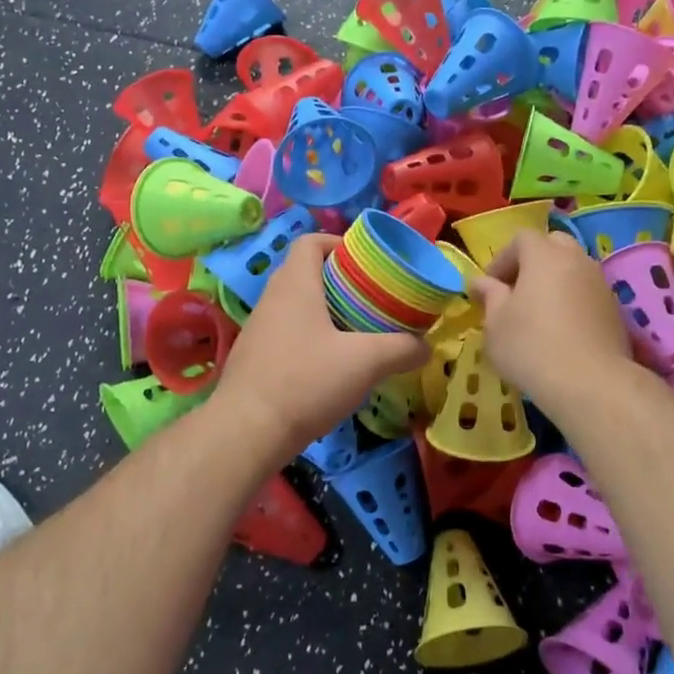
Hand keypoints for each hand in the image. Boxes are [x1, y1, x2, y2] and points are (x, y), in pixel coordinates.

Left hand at [210, 235, 425, 455]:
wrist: (247, 432)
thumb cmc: (306, 381)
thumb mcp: (366, 362)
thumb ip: (402, 349)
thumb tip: (425, 347)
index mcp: (295, 284)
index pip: (311, 241)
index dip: (339, 243)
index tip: (367, 263)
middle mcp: (272, 299)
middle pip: (307, 273)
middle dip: (342, 282)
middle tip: (374, 300)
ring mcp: (259, 330)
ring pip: (298, 307)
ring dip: (328, 313)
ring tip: (359, 333)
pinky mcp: (256, 359)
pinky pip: (289, 334)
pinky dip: (312, 339)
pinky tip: (333, 366)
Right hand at [473, 230, 633, 410]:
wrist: (590, 383)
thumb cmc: (531, 347)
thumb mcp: (496, 324)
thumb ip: (490, 296)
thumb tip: (481, 282)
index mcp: (544, 256)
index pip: (522, 238)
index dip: (502, 258)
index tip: (490, 286)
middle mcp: (577, 260)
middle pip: (554, 245)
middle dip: (532, 261)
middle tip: (516, 291)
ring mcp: (600, 283)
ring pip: (574, 268)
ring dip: (554, 281)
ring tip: (538, 312)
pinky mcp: (615, 309)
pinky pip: (588, 292)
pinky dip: (573, 300)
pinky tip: (562, 330)